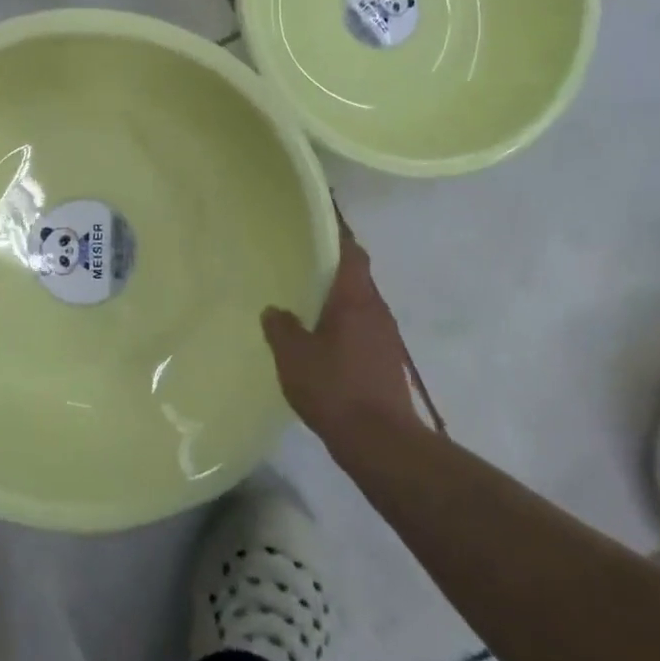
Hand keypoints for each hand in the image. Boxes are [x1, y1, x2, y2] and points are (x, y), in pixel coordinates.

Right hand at [262, 215, 437, 445]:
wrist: (381, 443)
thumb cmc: (336, 389)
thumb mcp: (294, 356)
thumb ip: (280, 327)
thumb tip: (274, 310)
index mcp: (355, 297)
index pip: (351, 250)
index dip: (337, 231)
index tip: (318, 217)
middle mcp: (376, 309)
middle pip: (356, 273)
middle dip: (332, 263)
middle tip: (300, 256)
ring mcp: (385, 336)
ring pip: (359, 302)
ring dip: (337, 295)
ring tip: (305, 295)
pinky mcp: (385, 360)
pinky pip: (361, 326)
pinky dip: (342, 321)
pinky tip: (319, 336)